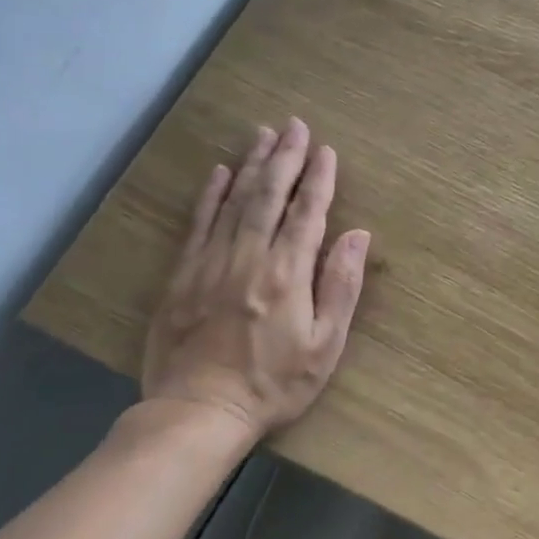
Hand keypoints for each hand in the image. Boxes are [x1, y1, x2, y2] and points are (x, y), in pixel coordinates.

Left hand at [142, 118, 369, 447]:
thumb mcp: (325, 345)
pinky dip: (211, 195)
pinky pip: (198, 223)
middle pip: (269, 196)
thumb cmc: (274, 384)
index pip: (307, 213)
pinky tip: (220, 172)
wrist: (198, 412)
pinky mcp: (182, 275)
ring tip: (264, 134)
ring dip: (252, 164)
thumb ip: (341, 287)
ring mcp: (210, 263)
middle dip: (286, 157)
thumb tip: (356, 235)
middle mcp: (249, 258)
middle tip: (296, 125)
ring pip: (234, 201)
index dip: (319, 179)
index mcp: (287, 274)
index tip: (327, 150)